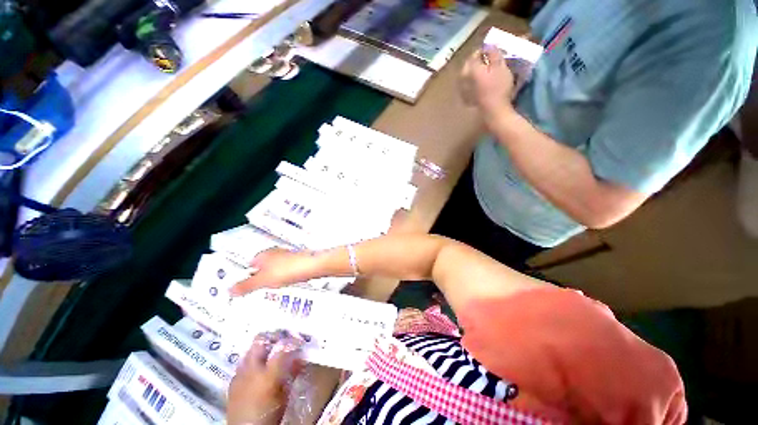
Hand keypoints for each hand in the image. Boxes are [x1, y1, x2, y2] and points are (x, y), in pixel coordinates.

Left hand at [227, 332, 304, 424]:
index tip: (298, 340)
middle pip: (260, 341)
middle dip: (271, 337)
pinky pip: (242, 364)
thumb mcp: (285, 394)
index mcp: (268, 374)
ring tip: (269, 351)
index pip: (282, 347)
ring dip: (260, 348)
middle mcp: (252, 370)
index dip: (291, 341)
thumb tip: (300, 357)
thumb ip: (292, 373)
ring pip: (249, 350)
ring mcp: (239, 374)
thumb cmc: (270, 413)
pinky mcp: (232, 382)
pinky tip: (256, 368)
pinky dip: (250, 361)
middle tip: (281, 339)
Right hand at [230, 248, 318, 295]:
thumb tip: (229, 291)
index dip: (246, 275)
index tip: (244, 287)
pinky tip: (287, 284)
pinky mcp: (299, 261)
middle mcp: (276, 253)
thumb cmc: (287, 270)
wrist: (313, 265)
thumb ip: (246, 286)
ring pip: (276, 268)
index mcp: (264, 255)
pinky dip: (285, 278)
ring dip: (274, 278)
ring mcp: (289, 256)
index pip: (250, 263)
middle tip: (257, 291)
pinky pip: (288, 271)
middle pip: (263, 266)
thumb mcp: (263, 280)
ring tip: (271, 290)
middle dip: (260, 277)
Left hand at [459, 45, 514, 113]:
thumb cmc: (498, 87)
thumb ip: (493, 52)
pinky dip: (473, 82)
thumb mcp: (500, 65)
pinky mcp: (466, 98)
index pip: (475, 53)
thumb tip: (488, 45)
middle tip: (489, 61)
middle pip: (469, 64)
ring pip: (467, 75)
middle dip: (478, 61)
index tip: (494, 52)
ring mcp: (462, 90)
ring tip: (486, 72)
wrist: (493, 110)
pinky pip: (468, 85)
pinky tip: (480, 84)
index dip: (485, 50)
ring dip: (475, 71)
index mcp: (470, 68)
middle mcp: (463, 78)